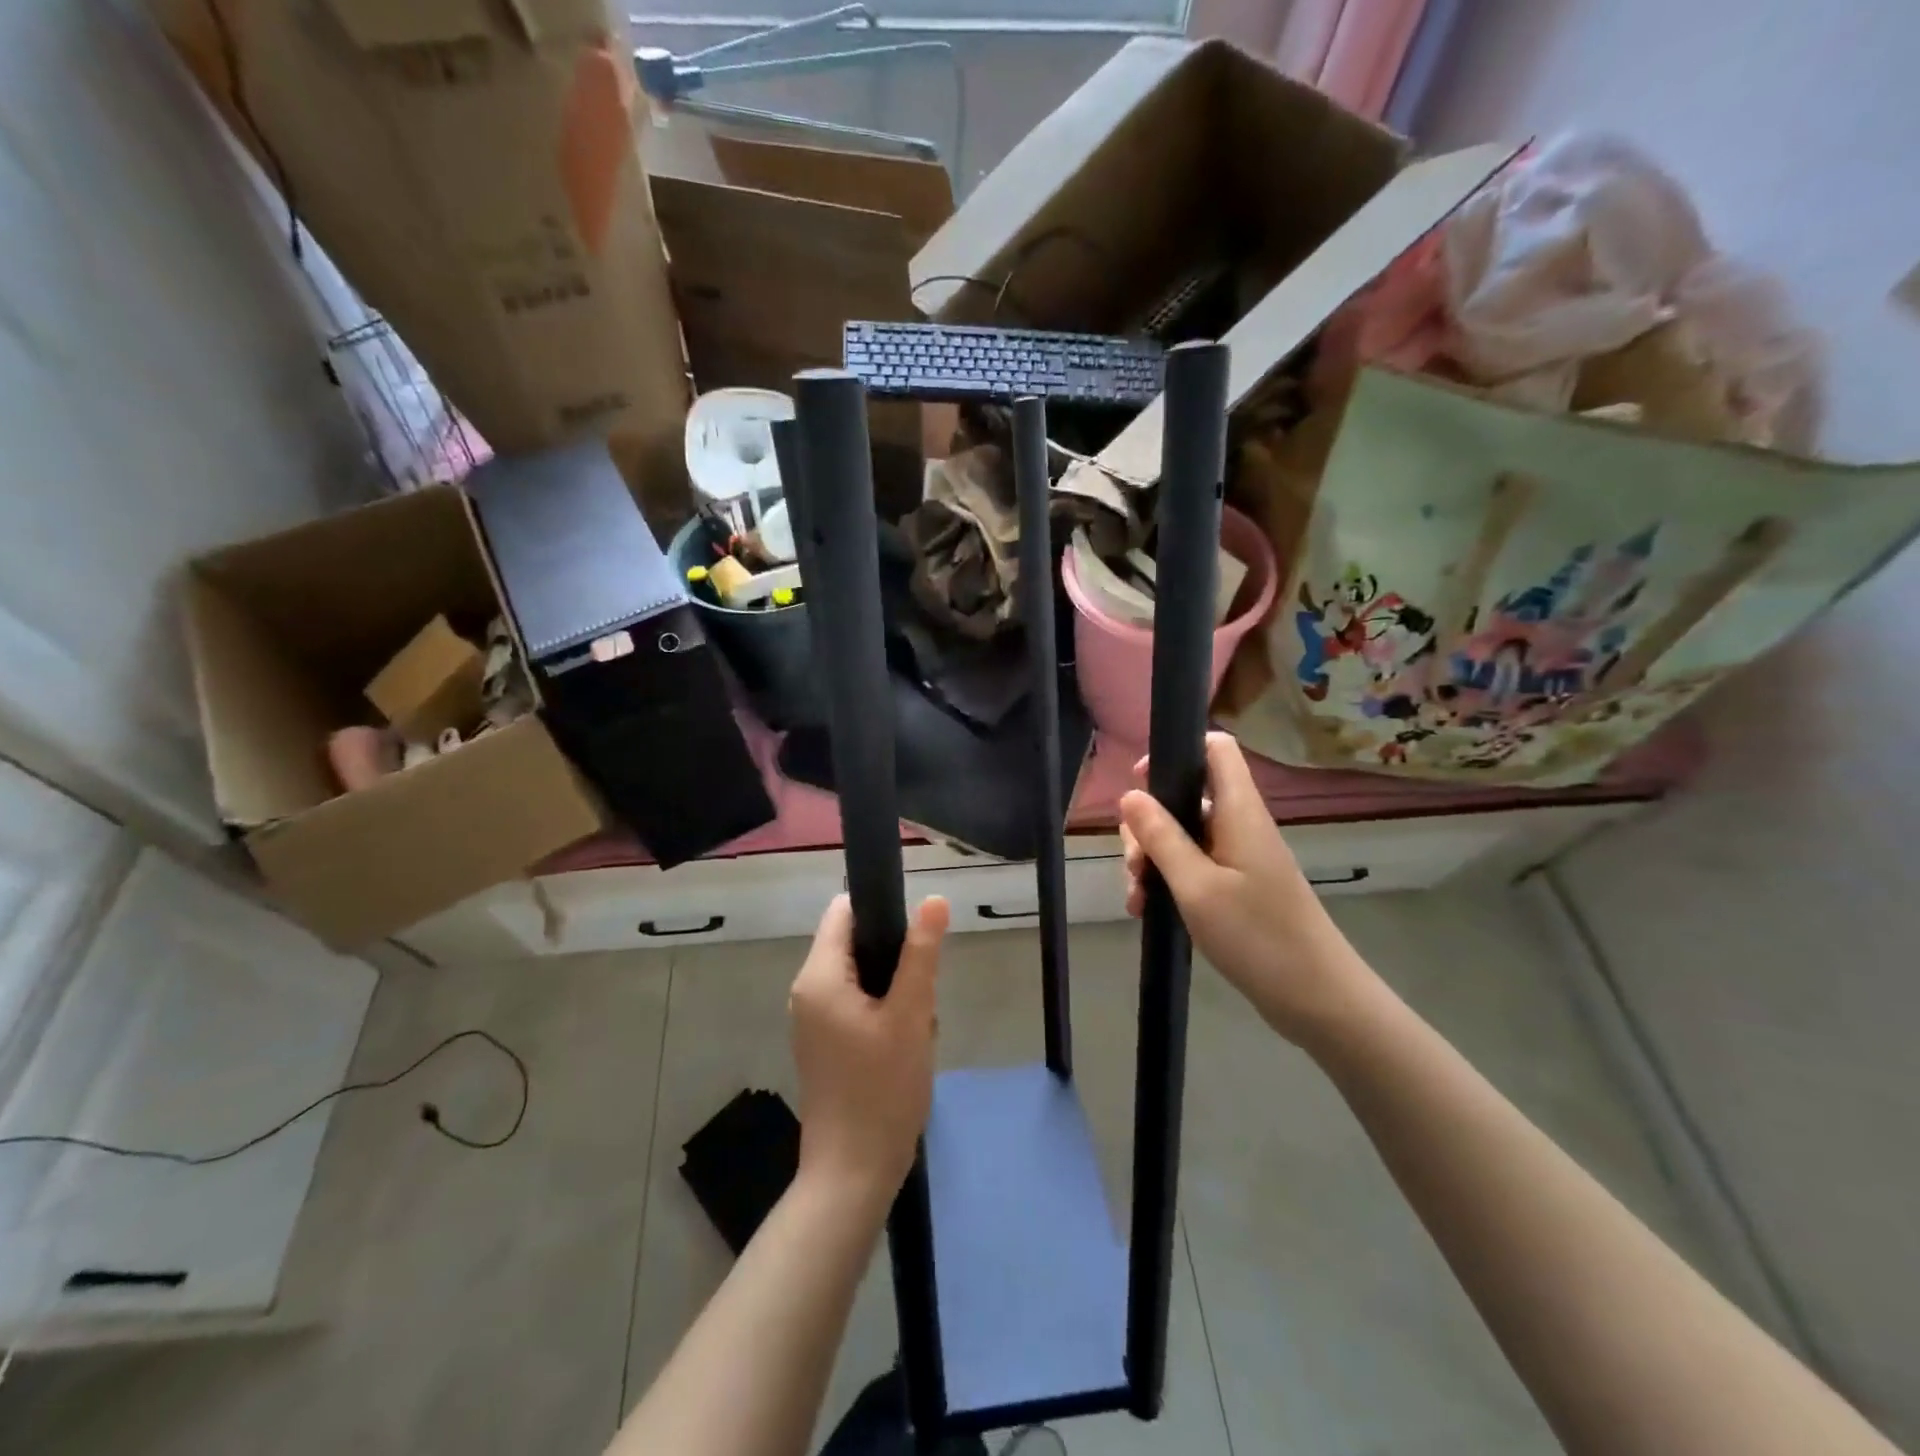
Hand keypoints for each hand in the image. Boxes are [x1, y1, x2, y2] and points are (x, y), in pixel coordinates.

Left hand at [789, 894, 949, 1212]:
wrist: (854, 1173)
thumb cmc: (882, 1088)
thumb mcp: (910, 1014)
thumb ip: (921, 953)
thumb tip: (933, 899)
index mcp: (818, 976)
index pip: (844, 911)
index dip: (882, 911)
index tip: (916, 939)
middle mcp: (807, 991)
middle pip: (856, 944)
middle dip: (896, 961)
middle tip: (921, 996)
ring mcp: (813, 1020)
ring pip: (863, 977)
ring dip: (896, 992)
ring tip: (916, 1027)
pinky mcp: (825, 1044)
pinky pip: (857, 1006)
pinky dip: (885, 1014)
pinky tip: (905, 1046)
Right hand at [1119, 732, 1370, 1044]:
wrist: (1316, 998)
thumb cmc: (1256, 935)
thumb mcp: (1196, 886)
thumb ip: (1161, 837)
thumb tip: (1130, 794)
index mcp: (1239, 811)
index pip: (1216, 749)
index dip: (1177, 752)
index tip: (1141, 784)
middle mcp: (1240, 825)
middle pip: (1187, 797)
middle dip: (1149, 824)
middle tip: (1133, 863)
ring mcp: (1238, 857)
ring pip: (1183, 836)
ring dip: (1152, 859)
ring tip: (1137, 898)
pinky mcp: (1237, 886)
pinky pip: (1192, 866)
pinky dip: (1167, 880)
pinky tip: (1147, 910)